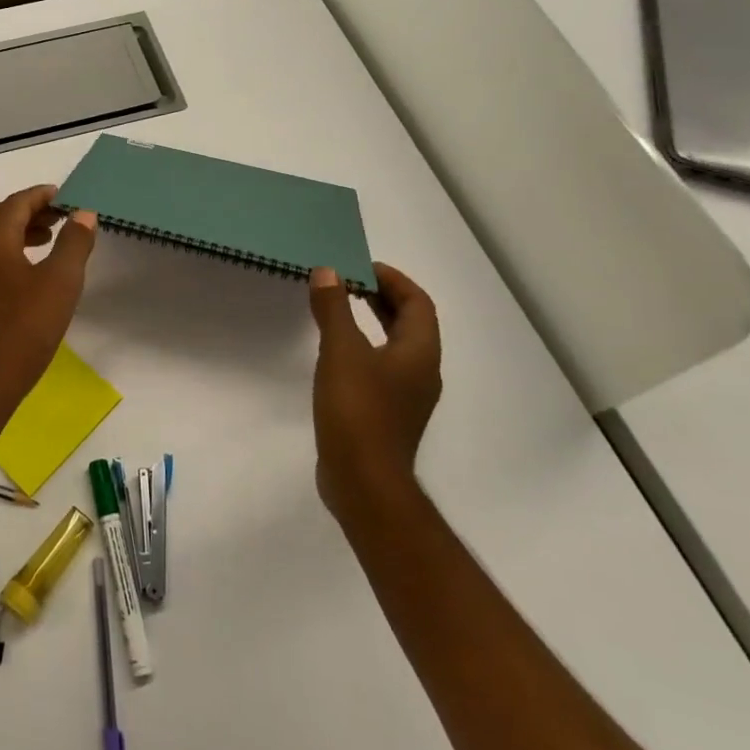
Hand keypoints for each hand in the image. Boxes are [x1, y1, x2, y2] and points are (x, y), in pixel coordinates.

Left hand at [0, 185, 96, 397]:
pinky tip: (30, 268)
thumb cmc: (27, 326)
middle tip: (59, 216)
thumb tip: (83, 214)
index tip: (67, 198)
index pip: (17, 203)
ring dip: (18, 229)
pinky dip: (8, 248)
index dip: (42, 196)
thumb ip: (74, 242)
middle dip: (29, 210)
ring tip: (48, 238)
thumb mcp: (62, 281)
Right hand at [308, 263, 442, 519]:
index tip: (361, 267)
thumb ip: (334, 308)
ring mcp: (407, 397)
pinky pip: (382, 368)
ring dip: (373, 322)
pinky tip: (337, 354)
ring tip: (340, 309)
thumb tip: (328, 272)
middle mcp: (422, 372)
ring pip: (396, 347)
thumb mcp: (341, 351)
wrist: (364, 482)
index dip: (393, 279)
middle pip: (410, 323)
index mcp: (420, 353)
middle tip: (348, 283)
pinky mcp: (388, 415)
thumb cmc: (358, 410)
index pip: (418, 302)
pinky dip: (364, 349)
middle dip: (383, 298)